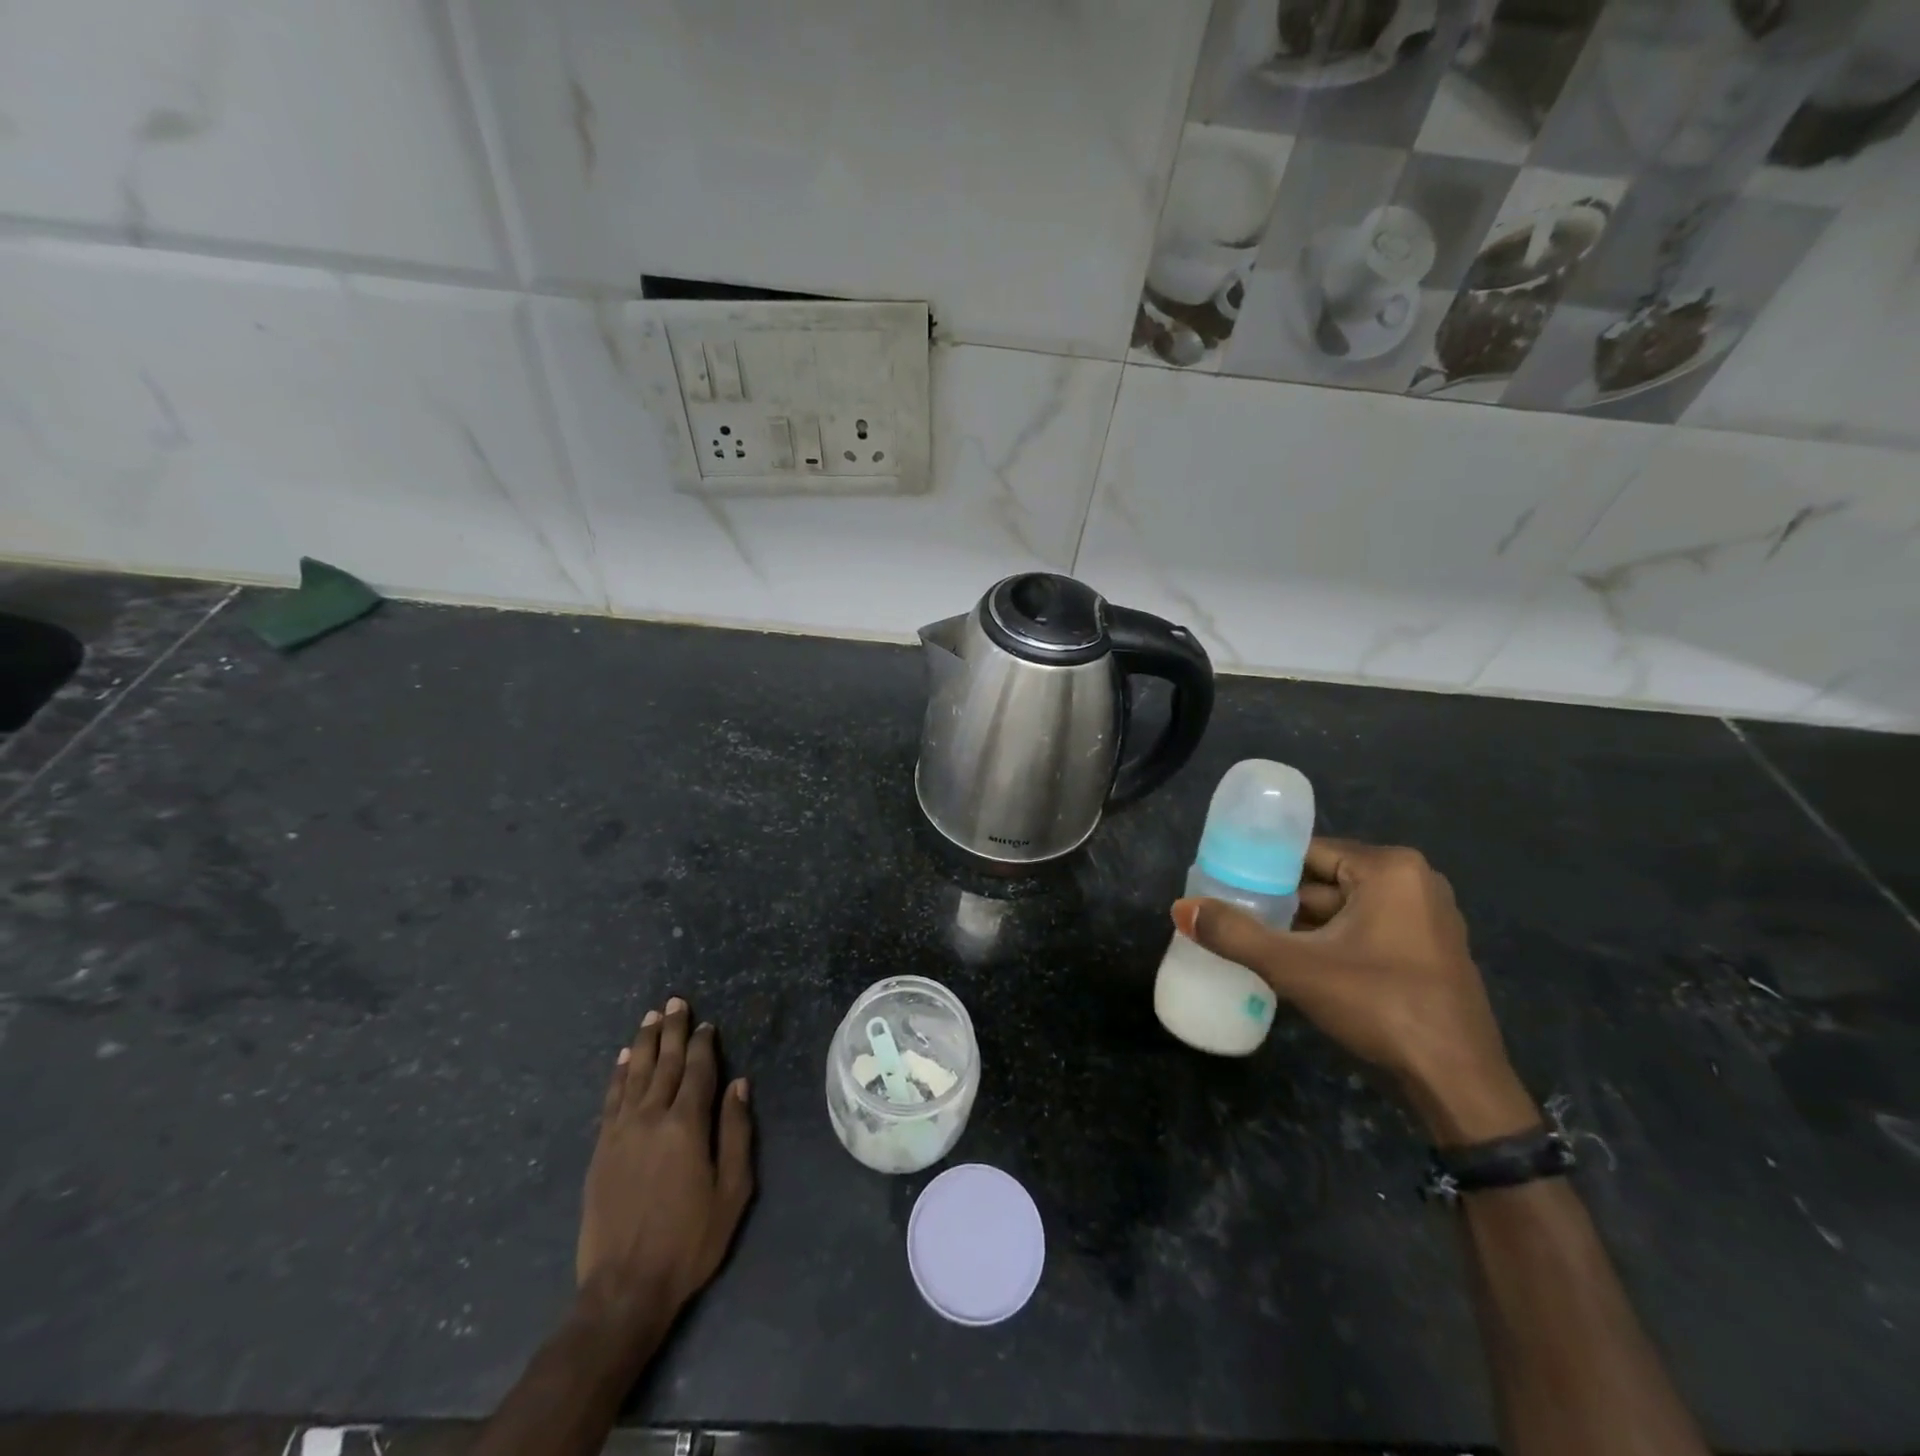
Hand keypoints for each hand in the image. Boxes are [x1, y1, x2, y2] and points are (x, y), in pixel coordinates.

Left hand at [577, 998, 754, 1326]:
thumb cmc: (690, 1240)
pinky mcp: (600, 1150)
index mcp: (687, 1125)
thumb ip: (736, 1132)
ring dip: (643, 1042)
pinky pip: (610, 1099)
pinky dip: (617, 1074)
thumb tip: (740, 1084)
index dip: (703, 1044)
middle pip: (663, 1063)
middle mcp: (651, 1118)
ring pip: (634, 1074)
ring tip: (651, 1017)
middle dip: (672, 1030)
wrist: (624, 1288)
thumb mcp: (732, 1190)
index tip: (707, 1023)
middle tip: (675, 1001)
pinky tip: (622, 1058)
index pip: (697, 1070)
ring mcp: (621, 1132)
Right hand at [1172, 838, 1535, 1144]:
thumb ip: (1235, 934)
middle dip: (1281, 901)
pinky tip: (1298, 963)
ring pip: (1344, 909)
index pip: (1307, 853)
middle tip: (1235, 917)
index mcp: (1389, 868)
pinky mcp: (1428, 950)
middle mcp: (1414, 881)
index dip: (1262, 869)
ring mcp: (1426, 917)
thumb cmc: (1380, 1006)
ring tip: (1256, 940)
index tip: (1226, 886)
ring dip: (1305, 926)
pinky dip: (1332, 942)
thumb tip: (1180, 909)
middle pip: (1325, 880)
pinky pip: (1366, 930)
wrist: (1458, 1084)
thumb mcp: (1296, 967)